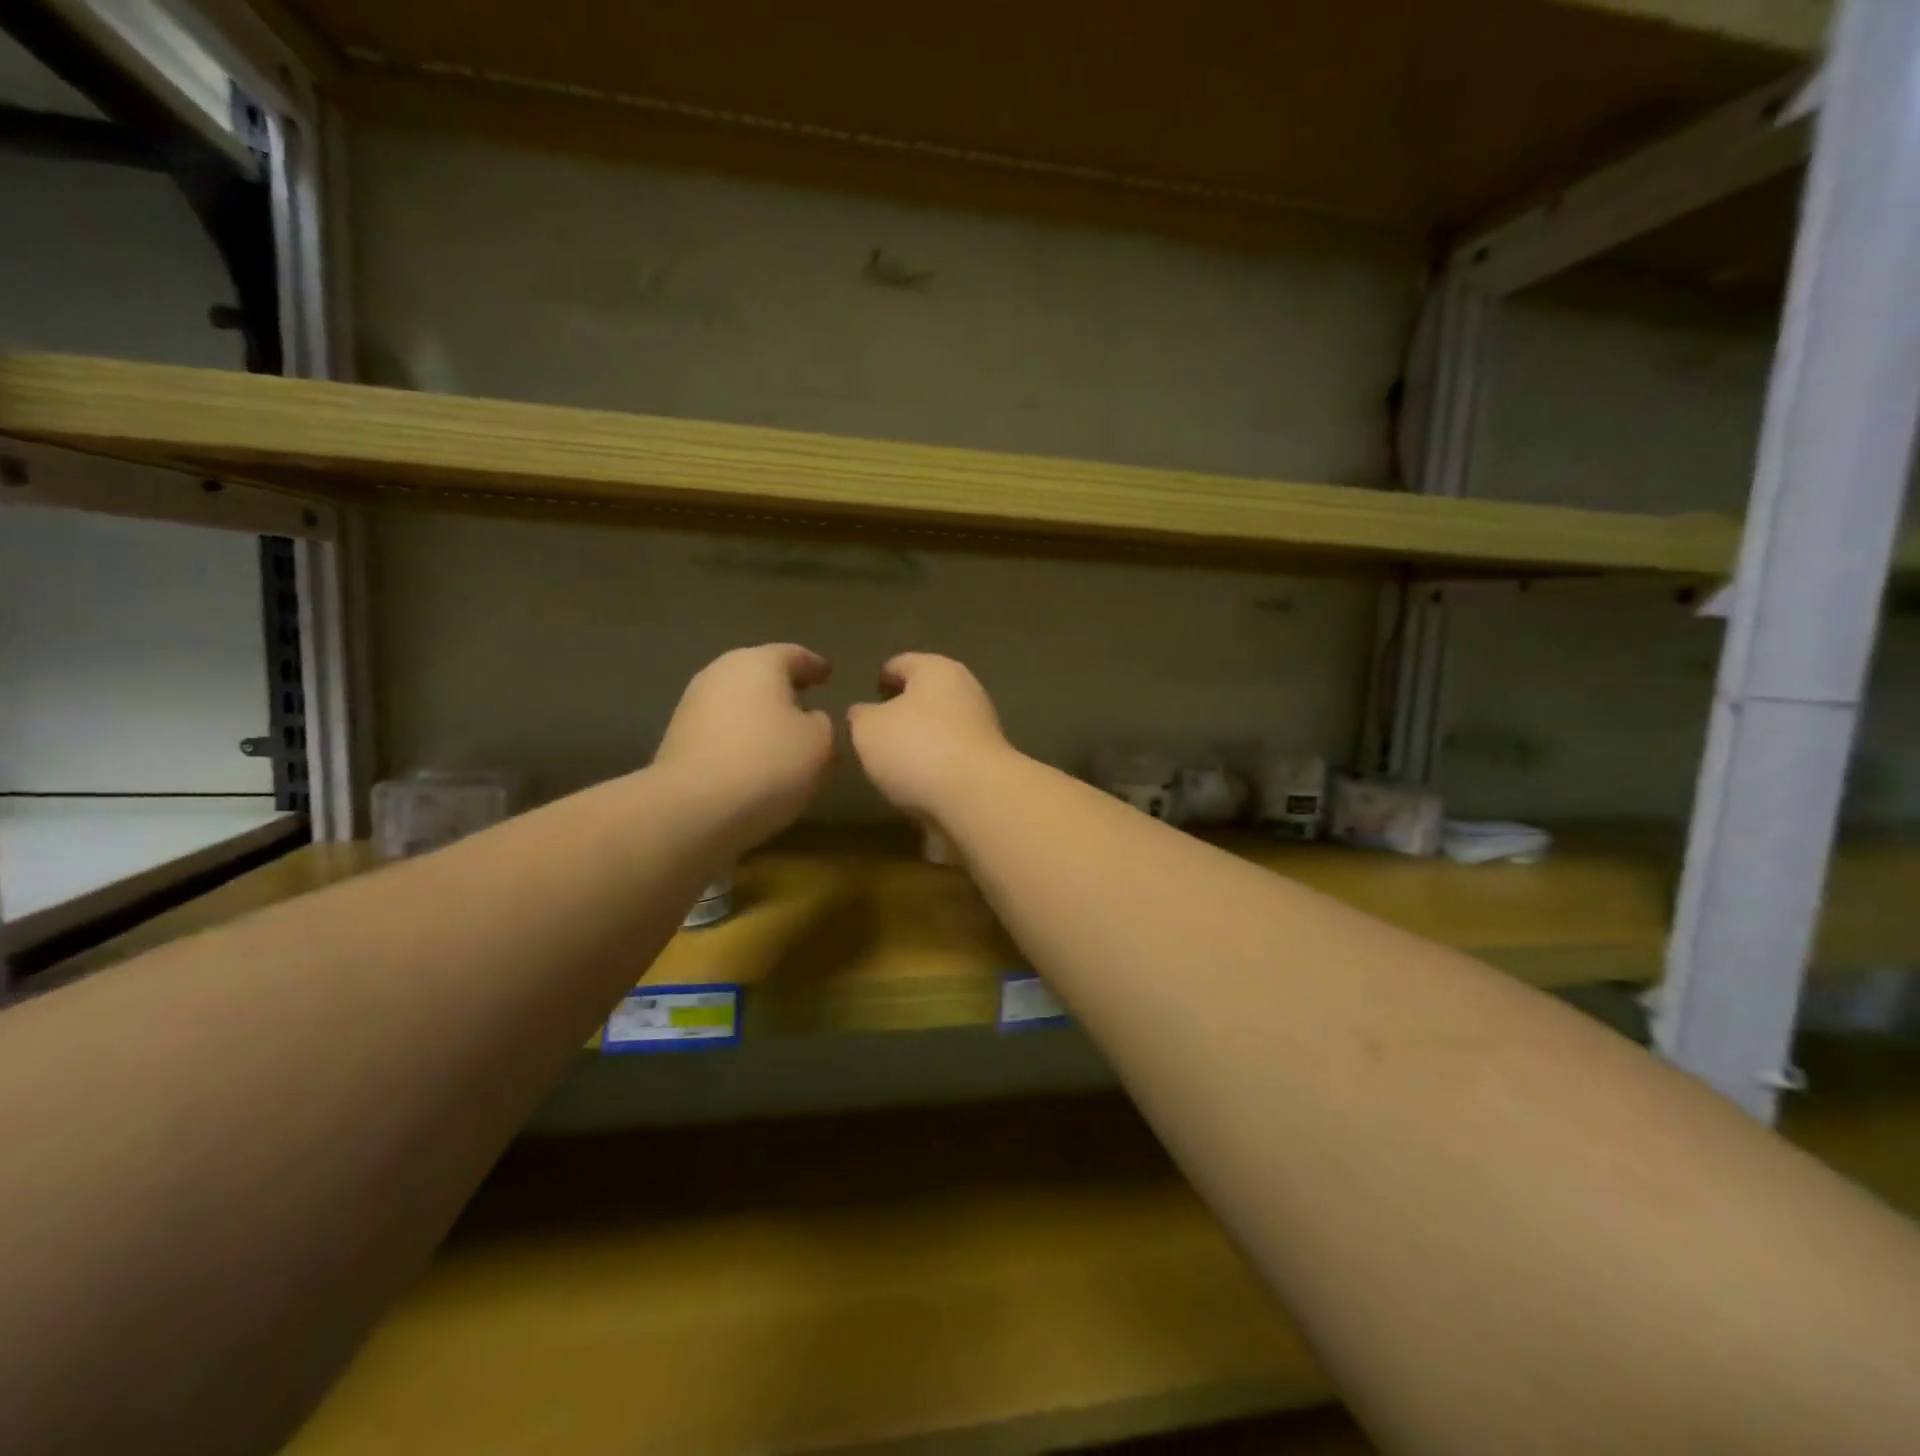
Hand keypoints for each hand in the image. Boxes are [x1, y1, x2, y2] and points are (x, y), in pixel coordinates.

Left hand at [654, 644, 834, 846]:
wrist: (692, 809)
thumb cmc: (768, 764)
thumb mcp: (820, 744)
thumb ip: (823, 724)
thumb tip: (810, 719)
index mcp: (759, 663)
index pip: (794, 655)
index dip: (814, 665)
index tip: (828, 674)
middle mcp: (721, 672)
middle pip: (759, 673)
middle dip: (783, 686)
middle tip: (806, 699)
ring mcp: (693, 704)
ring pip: (737, 700)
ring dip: (759, 712)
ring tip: (782, 733)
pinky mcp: (677, 738)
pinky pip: (721, 728)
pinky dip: (740, 735)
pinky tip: (754, 757)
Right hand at [847, 653, 1015, 824]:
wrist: (977, 797)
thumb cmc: (917, 748)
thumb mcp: (868, 729)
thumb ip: (862, 716)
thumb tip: (864, 713)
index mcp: (936, 670)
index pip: (903, 663)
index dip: (884, 676)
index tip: (872, 690)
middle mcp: (966, 691)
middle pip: (927, 694)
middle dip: (904, 708)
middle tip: (878, 727)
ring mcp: (982, 728)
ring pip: (942, 727)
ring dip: (921, 738)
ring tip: (893, 759)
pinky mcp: (989, 763)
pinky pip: (952, 757)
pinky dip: (936, 764)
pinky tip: (917, 781)